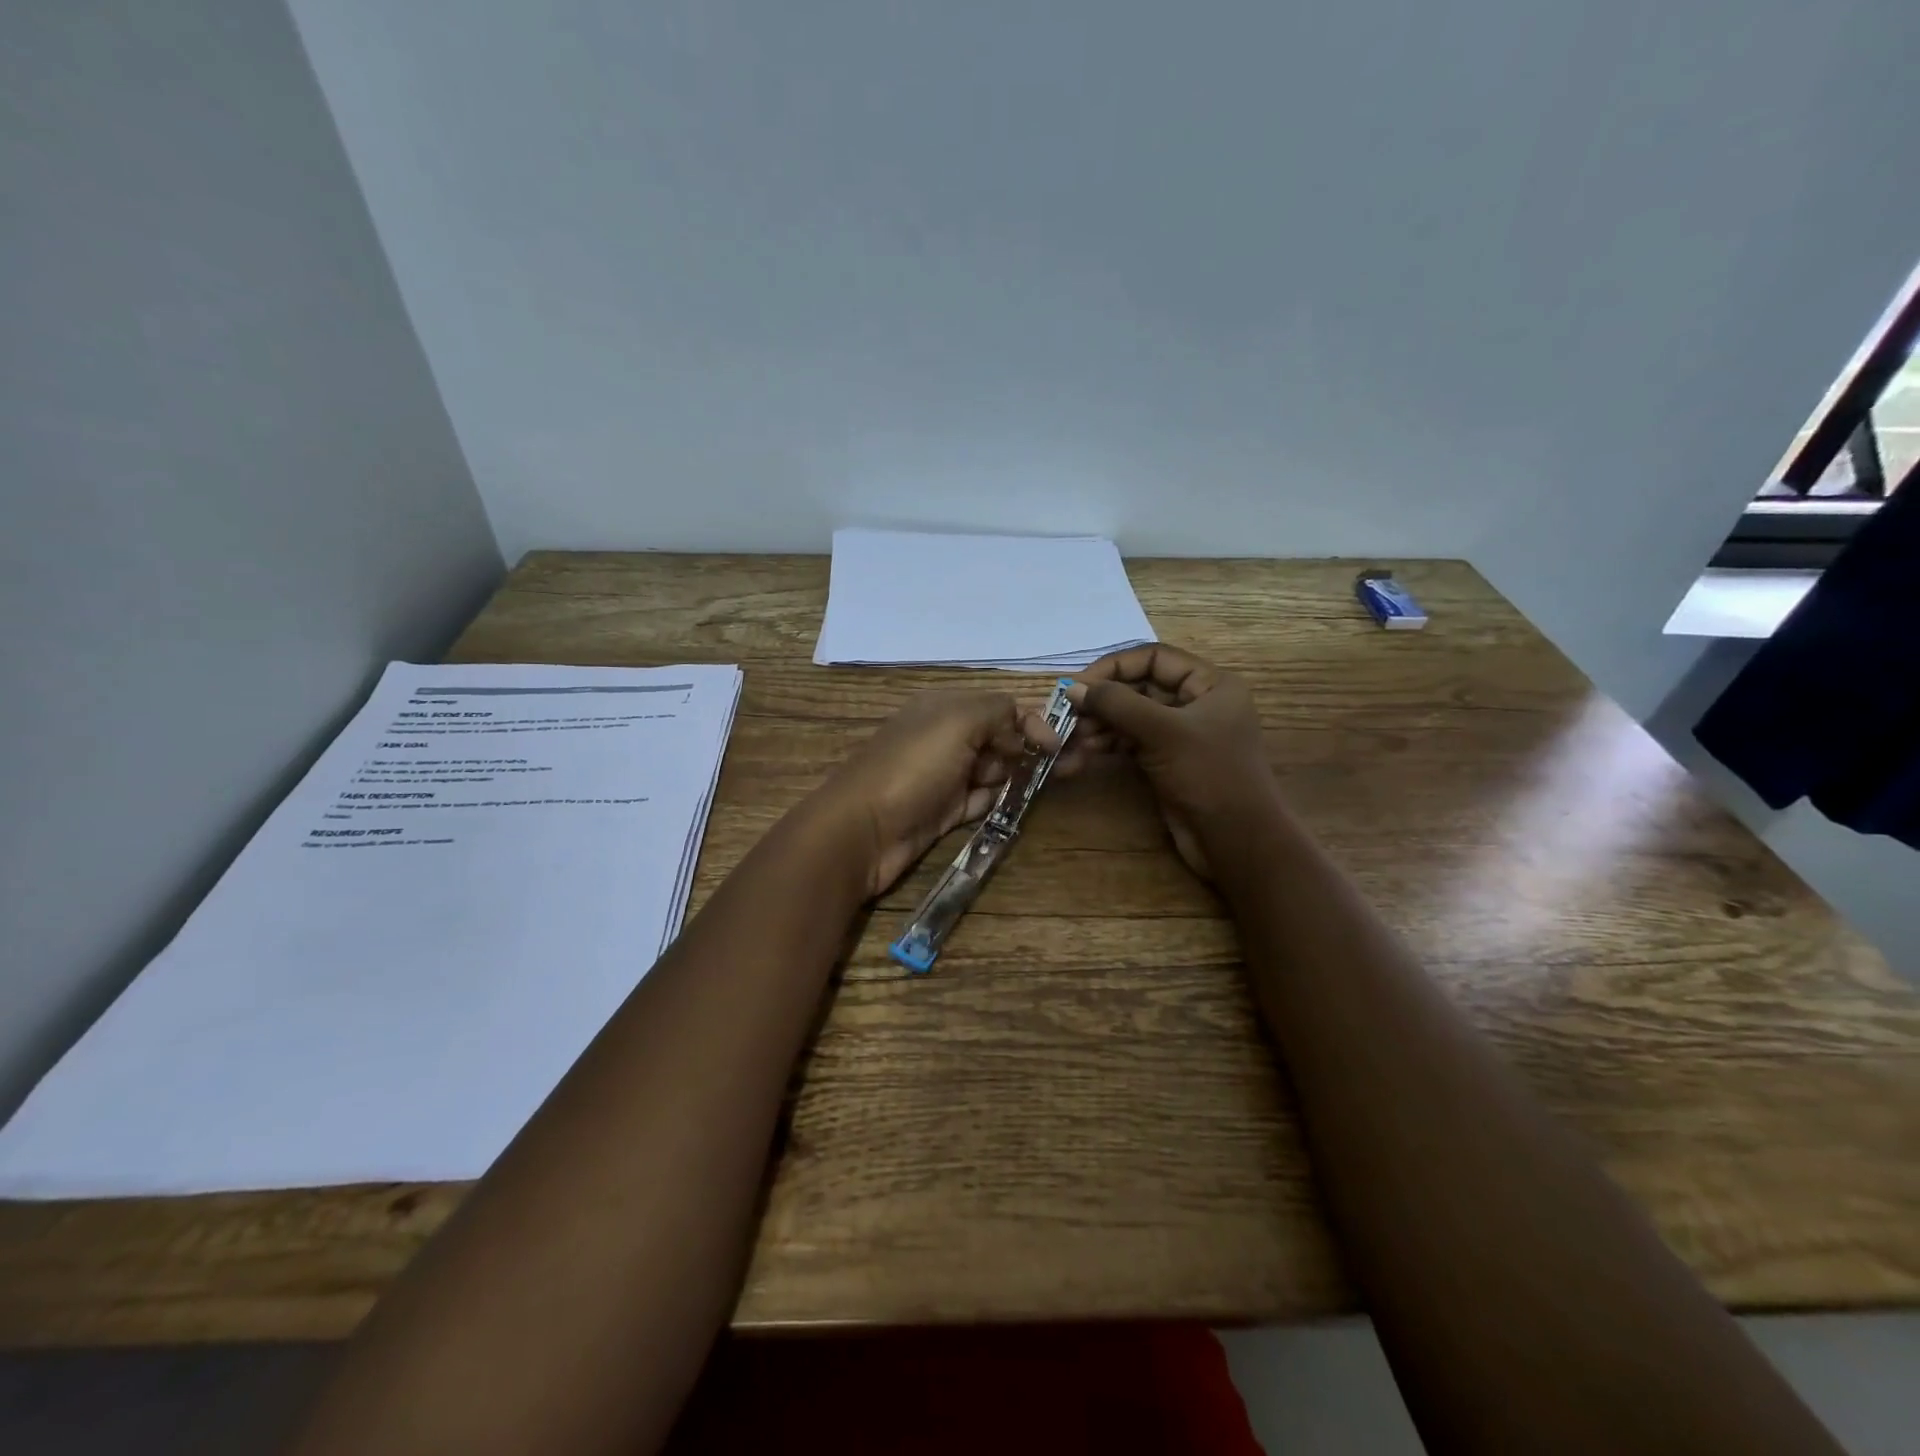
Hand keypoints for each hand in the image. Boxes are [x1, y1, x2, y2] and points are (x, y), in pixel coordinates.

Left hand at [813, 691, 1059, 896]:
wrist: (863, 831)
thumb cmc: (912, 768)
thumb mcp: (956, 722)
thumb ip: (997, 713)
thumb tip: (1019, 734)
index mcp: (944, 708)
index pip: (999, 707)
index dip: (1031, 721)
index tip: (1056, 745)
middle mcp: (945, 737)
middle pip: (1000, 737)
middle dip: (1034, 748)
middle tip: (1073, 765)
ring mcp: (945, 776)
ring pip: (995, 769)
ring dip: (1023, 773)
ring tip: (1056, 782)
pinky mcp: (945, 811)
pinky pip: (983, 800)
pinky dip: (1001, 799)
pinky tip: (1022, 803)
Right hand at [1060, 645, 1274, 880]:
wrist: (1237, 842)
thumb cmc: (1209, 776)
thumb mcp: (1163, 732)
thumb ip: (1117, 704)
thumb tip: (1072, 687)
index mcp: (1210, 684)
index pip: (1154, 658)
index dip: (1114, 667)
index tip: (1078, 685)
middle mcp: (1196, 702)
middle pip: (1138, 687)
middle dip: (1101, 701)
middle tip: (1066, 715)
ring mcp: (1180, 734)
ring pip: (1130, 717)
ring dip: (1098, 726)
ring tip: (1069, 741)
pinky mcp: (1166, 760)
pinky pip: (1130, 741)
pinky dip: (1106, 745)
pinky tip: (1082, 755)